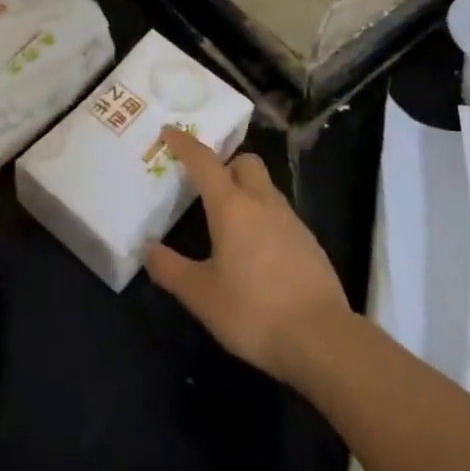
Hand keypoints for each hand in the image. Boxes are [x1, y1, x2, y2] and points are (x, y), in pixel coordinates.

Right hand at [144, 126, 350, 384]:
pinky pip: (281, 216)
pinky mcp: (310, 243)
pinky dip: (265, 220)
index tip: (169, 132)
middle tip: (207, 188)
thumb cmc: (253, 311)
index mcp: (232, 207)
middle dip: (226, 165)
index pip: (205, 162)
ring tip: (230, 225)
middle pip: (245, 163)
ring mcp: (291, 221)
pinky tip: (257, 254)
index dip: (185, 144)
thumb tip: (148, 249)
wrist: (321, 338)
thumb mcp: (201, 295)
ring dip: (246, 193)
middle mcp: (263, 203)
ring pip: (266, 189)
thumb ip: (170, 269)